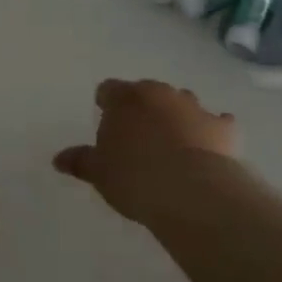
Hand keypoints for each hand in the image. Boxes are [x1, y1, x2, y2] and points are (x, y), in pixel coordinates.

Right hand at [54, 79, 237, 223]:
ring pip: (182, 104)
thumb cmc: (135, 177)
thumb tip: (58, 158)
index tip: (106, 119)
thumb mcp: (100, 173)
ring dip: (176, 117)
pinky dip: (211, 132)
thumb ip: (81, 161)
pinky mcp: (223, 127)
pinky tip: (208, 150)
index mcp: (126, 98)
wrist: (192, 192)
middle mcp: (161, 93)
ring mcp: (195, 107)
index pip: (109, 89)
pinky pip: (216, 123)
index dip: (106, 103)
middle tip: (138, 137)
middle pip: (147, 93)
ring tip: (173, 145)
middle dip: (143, 109)